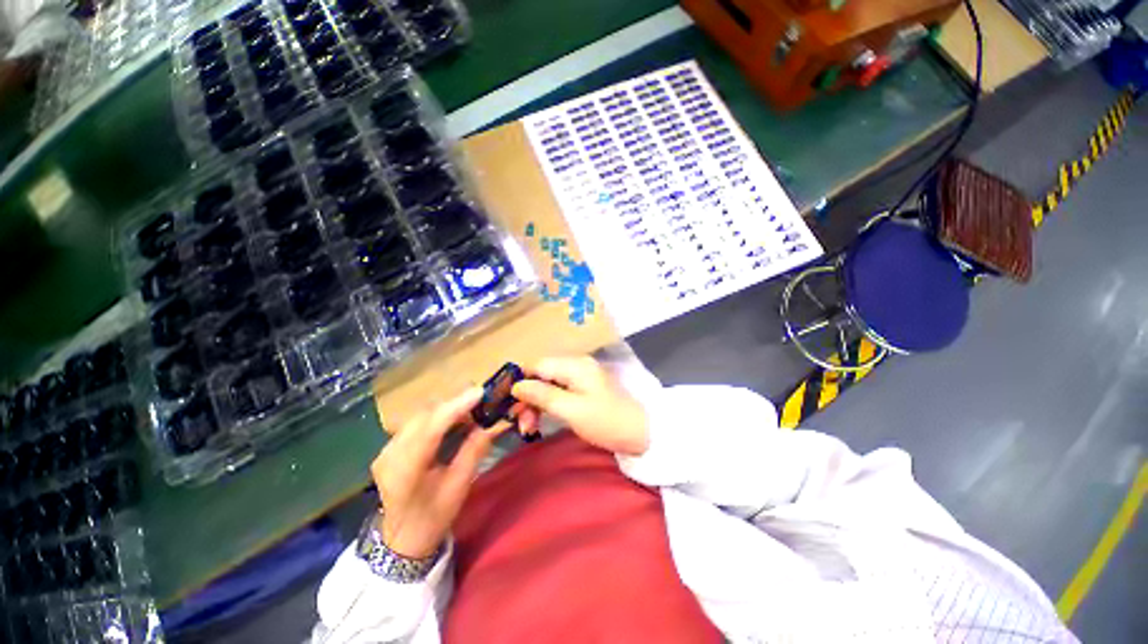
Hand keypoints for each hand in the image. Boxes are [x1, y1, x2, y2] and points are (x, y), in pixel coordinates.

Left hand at [371, 387, 509, 558]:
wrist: (402, 540)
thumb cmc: (433, 518)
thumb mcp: (459, 487)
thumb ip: (474, 451)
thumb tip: (492, 423)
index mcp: (405, 471)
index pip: (431, 428)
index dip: (456, 406)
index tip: (480, 392)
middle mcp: (390, 454)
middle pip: (424, 415)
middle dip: (454, 403)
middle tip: (481, 400)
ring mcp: (385, 449)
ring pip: (420, 414)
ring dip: (446, 407)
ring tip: (470, 409)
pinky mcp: (389, 446)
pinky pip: (416, 421)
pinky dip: (437, 415)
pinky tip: (453, 420)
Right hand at [511, 356, 648, 455]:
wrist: (640, 433)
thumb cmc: (605, 421)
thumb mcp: (571, 410)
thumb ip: (543, 395)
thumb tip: (517, 385)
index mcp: (574, 365)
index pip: (538, 365)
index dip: (521, 381)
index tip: (508, 403)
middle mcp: (576, 365)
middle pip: (542, 375)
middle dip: (528, 398)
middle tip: (519, 423)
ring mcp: (581, 377)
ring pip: (548, 385)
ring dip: (536, 405)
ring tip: (528, 428)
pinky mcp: (584, 389)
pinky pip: (559, 392)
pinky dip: (548, 406)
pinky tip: (540, 422)